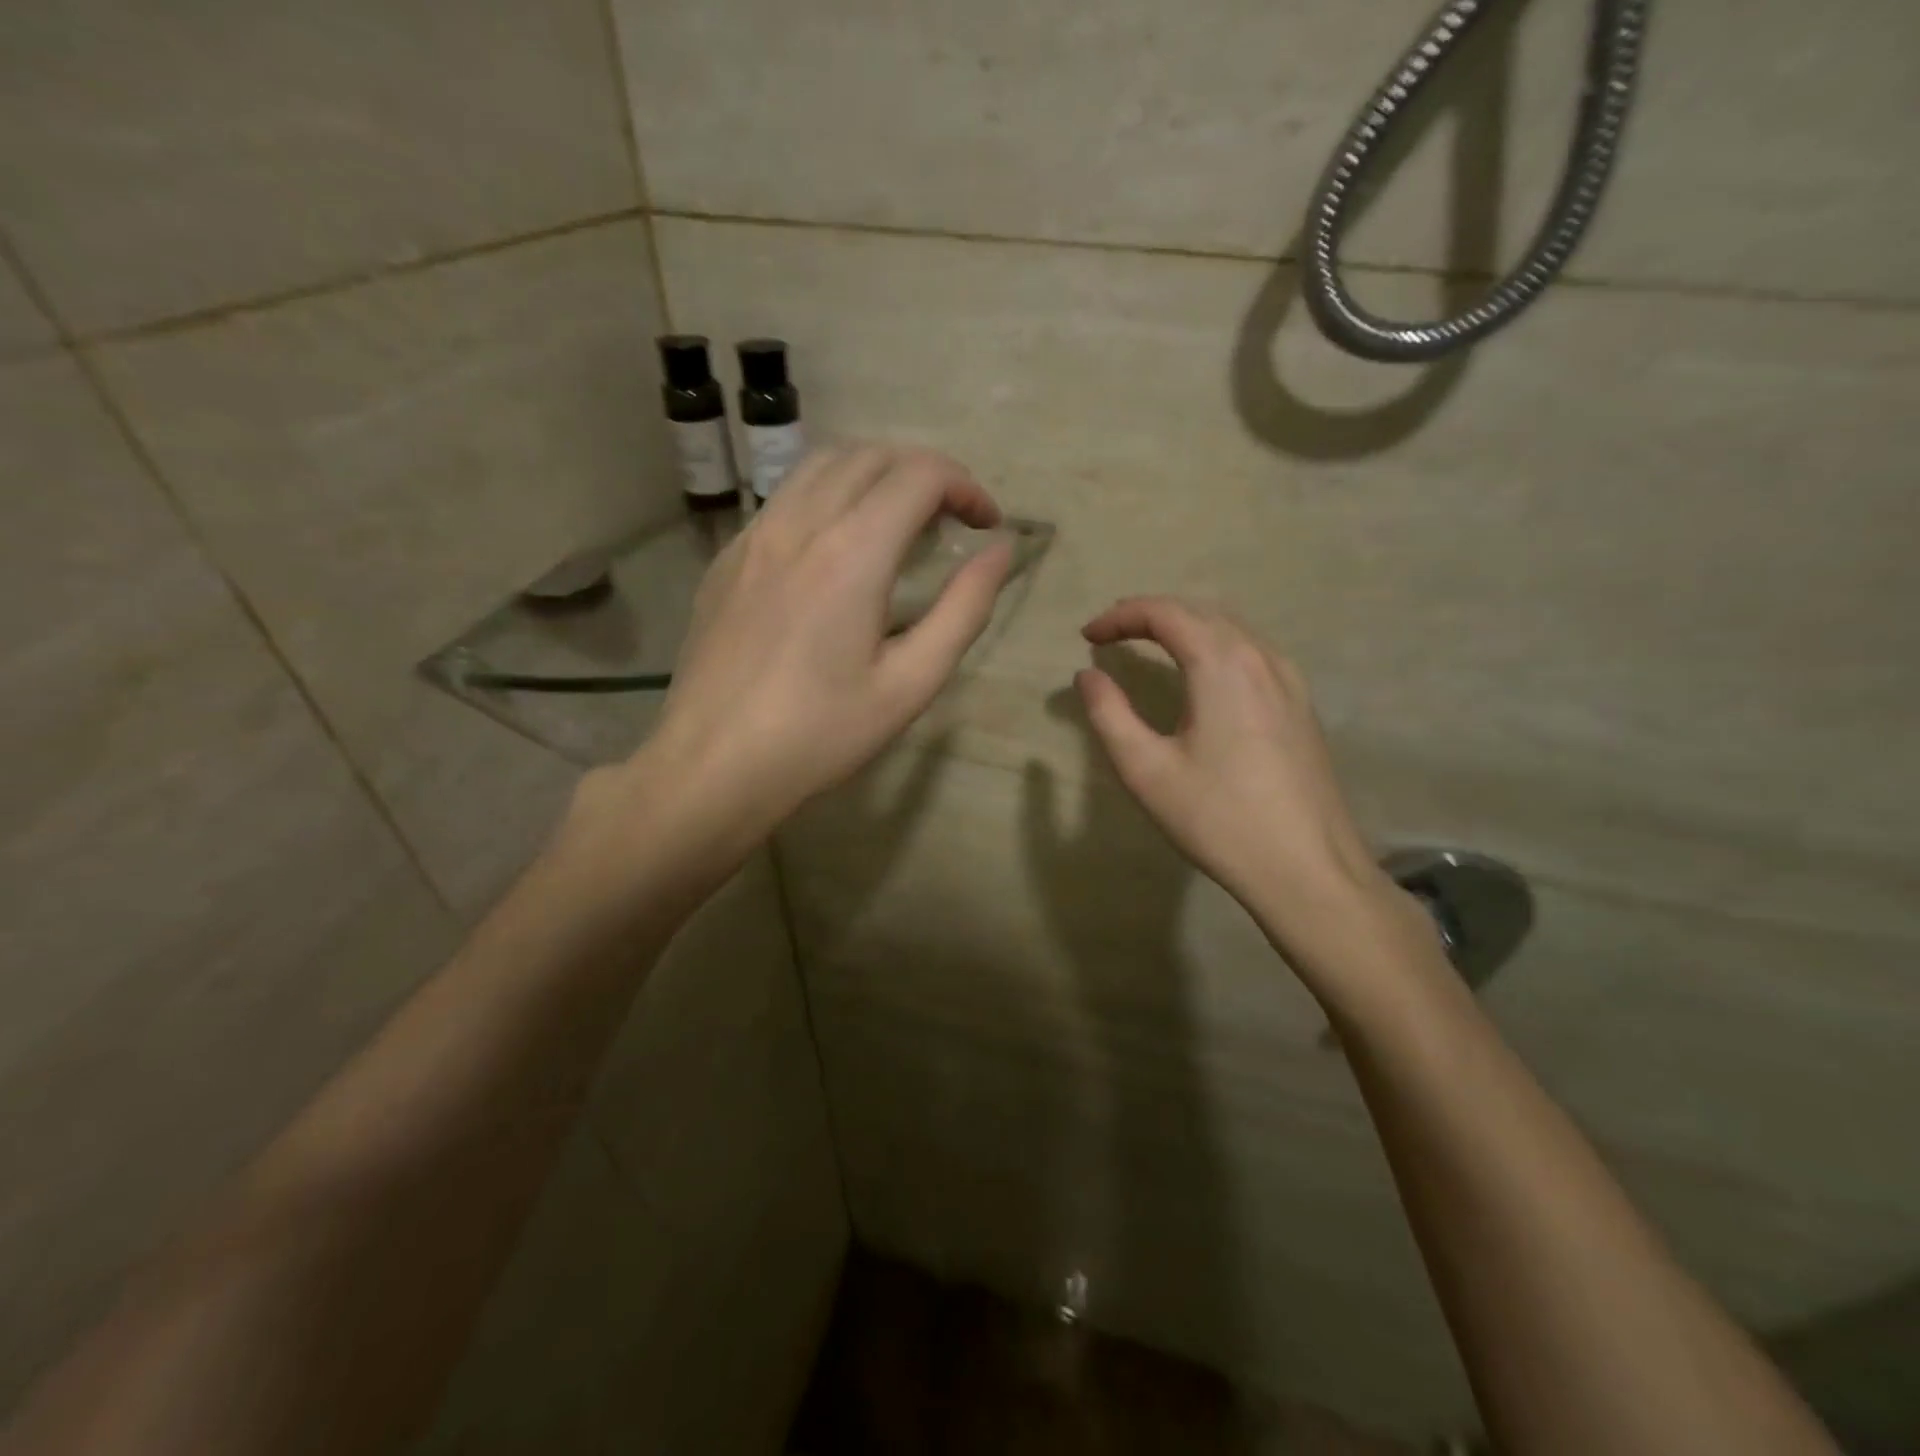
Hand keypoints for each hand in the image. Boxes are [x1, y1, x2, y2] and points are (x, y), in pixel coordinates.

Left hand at [634, 444, 1013, 850]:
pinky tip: (835, 548)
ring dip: (872, 475)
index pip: (919, 475)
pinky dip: (827, 497)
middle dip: (923, 473)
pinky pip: (784, 500)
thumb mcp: (910, 684)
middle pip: (870, 455)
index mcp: (852, 553)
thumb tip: (1001, 551)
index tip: (985, 524)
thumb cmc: (820, 734)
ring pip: (820, 466)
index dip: (964, 486)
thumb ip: (963, 610)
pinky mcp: (727, 560)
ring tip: (898, 521)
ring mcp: (754, 537)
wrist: (712, 765)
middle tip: (950, 520)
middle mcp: (799, 525)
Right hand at [1074, 597, 1421, 977]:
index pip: (1164, 613)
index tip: (1087, 636)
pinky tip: (1203, 673)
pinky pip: (1253, 652)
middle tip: (1112, 633)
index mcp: (1221, 664)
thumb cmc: (1217, 818)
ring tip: (1150, 644)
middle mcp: (1260, 657)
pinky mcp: (1301, 704)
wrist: (1306, 867)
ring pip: (1231, 628)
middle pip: (1200, 611)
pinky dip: (1216, 645)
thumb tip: (1087, 675)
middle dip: (1151, 614)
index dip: (1120, 616)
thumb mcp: (1145, 769)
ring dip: (1186, 625)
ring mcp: (1289, 680)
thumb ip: (1109, 714)